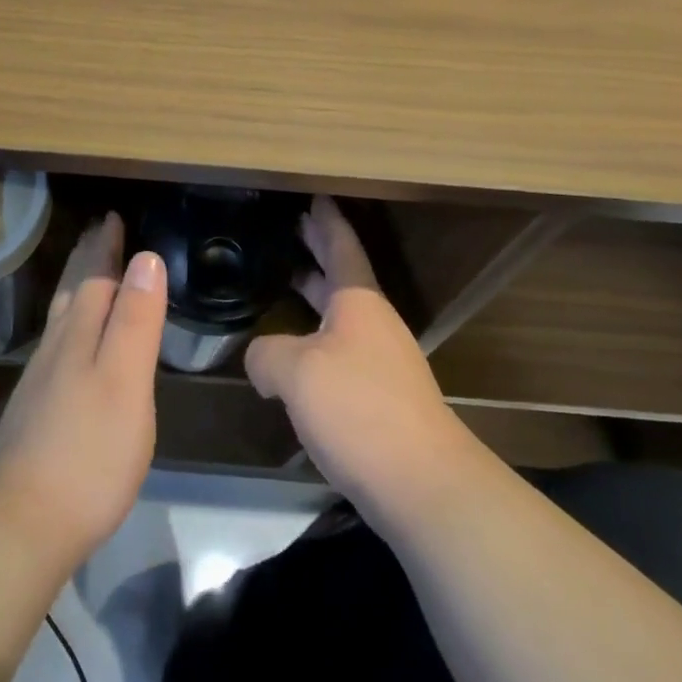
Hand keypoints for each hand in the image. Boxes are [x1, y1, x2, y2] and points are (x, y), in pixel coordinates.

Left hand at [0, 213, 167, 568]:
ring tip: (85, 271)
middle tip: (96, 231)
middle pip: (73, 291)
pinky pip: (57, 344)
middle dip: (87, 259)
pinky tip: (71, 341)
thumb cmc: (87, 450)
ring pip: (61, 317)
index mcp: (79, 334)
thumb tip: (146, 257)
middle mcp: (56, 348)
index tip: (113, 216)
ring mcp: (42, 380)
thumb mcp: (125, 380)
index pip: (96, 277)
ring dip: (76, 287)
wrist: (23, 522)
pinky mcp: (37, 410)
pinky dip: (70, 323)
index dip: (106, 247)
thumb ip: (135, 320)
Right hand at [246, 196, 471, 518]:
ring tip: (285, 279)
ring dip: (315, 293)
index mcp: (358, 302)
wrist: (422, 484)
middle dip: (318, 250)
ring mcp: (380, 361)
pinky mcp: (379, 397)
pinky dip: (315, 335)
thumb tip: (259, 358)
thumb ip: (266, 354)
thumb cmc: (359, 409)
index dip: (326, 221)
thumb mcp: (295, 372)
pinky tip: (292, 351)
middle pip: (342, 275)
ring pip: (340, 314)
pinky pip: (340, 348)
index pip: (342, 247)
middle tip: (292, 226)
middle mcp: (373, 323)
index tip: (315, 196)